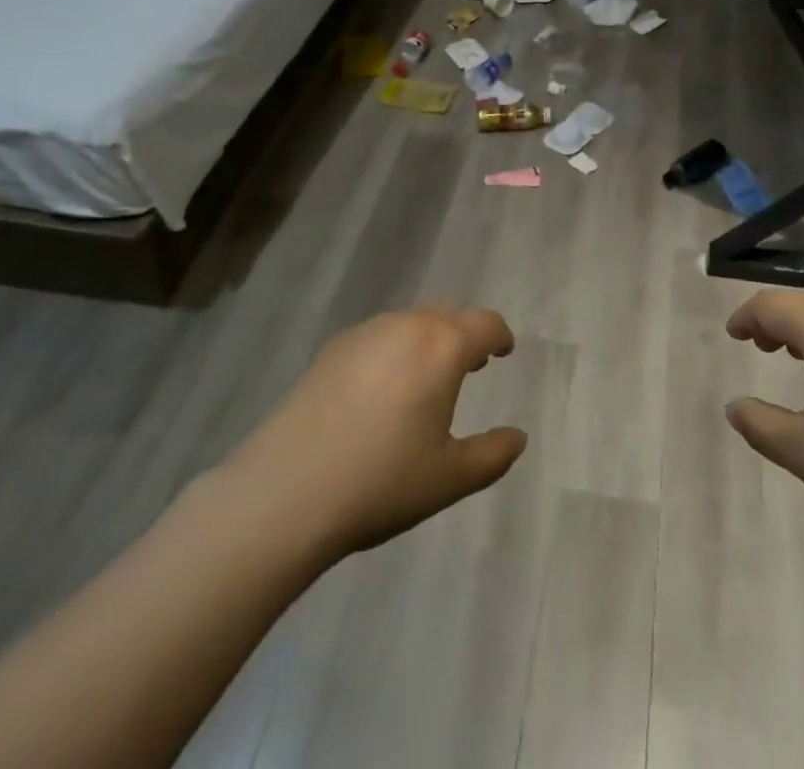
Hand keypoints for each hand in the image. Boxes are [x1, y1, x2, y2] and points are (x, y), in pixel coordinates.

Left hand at [216, 306, 527, 558]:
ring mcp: (365, 333)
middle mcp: (407, 326)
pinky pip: (378, 336)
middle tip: (469, 366)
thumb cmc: (381, 482)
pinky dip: (393, 349)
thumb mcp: (449, 478)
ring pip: (410, 321)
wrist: (285, 491)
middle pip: (448, 313)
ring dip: (428, 339)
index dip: (500, 336)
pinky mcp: (331, 349)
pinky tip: (380, 390)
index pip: (485, 323)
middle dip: (464, 333)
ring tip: (425, 378)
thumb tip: (518, 438)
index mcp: (443, 347)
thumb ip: (492, 455)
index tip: (503, 352)